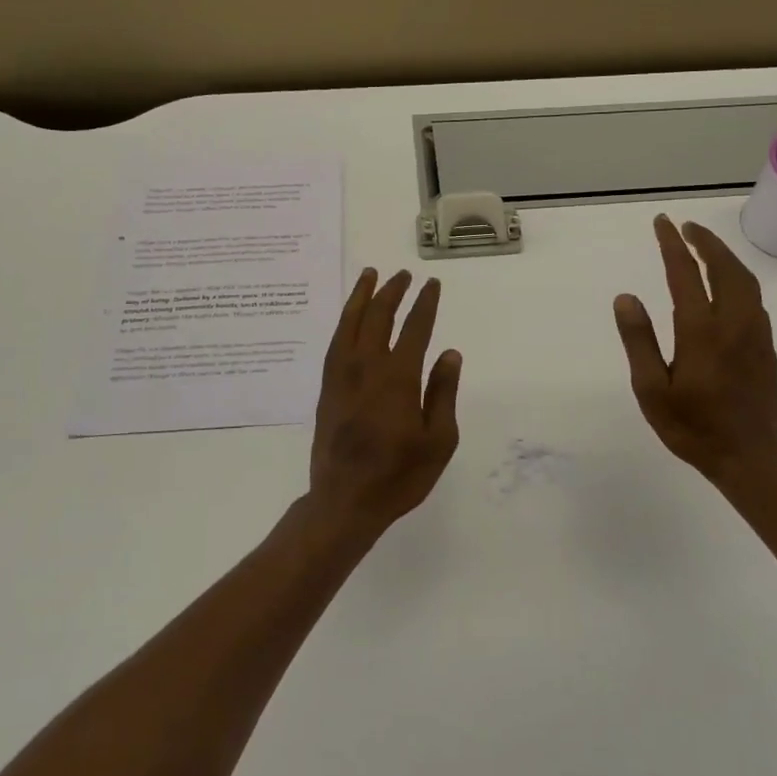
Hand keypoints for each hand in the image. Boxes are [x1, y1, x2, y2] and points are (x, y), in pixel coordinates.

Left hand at [307, 268, 461, 534]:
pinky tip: (350, 317)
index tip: (432, 285)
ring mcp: (341, 375)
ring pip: (350, 323)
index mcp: (397, 378)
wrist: (344, 501)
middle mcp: (366, 367)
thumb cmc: (399, 475)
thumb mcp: (438, 440)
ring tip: (370, 275)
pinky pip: (335, 342)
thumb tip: (449, 353)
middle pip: (378, 316)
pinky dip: (345, 321)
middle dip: (392, 291)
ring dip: (362, 296)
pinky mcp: (327, 387)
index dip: (425, 303)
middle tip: (403, 275)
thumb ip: (443, 392)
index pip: (415, 328)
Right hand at [613, 216, 776, 493]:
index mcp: (701, 331)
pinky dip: (738, 278)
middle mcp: (733, 323)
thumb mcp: (652, 390)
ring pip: (745, 280)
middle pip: (724, 268)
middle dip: (705, 241)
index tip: (662, 223)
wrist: (751, 458)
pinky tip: (727, 285)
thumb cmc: (693, 428)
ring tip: (705, 247)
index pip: (685, 273)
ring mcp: (755, 334)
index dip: (672, 245)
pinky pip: (754, 298)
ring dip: (724, 257)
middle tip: (685, 226)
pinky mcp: (766, 346)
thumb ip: (639, 340)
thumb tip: (626, 297)